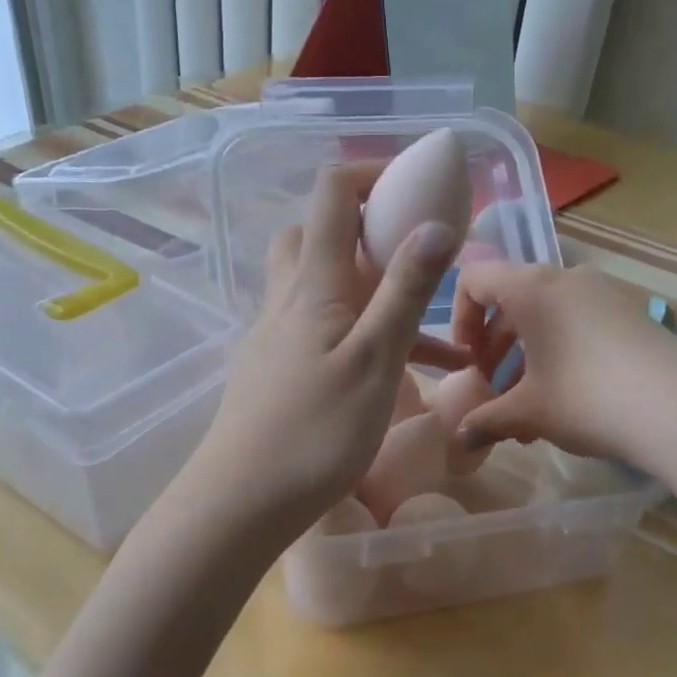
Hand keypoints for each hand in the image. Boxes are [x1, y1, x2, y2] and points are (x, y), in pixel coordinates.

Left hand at [187, 165, 465, 538]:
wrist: (241, 503)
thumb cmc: (314, 431)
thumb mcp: (375, 360)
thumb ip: (405, 292)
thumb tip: (436, 224)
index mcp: (313, 283)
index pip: (332, 195)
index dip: (373, 173)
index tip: (420, 185)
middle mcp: (288, 298)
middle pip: (314, 234)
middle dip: (363, 228)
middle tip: (409, 250)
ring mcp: (277, 336)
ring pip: (322, 287)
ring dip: (371, 289)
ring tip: (435, 324)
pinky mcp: (277, 371)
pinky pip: (323, 333)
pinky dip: (362, 335)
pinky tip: (401, 373)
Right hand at [450, 261, 676, 469]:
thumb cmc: (588, 399)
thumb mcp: (528, 413)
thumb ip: (486, 420)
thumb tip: (460, 438)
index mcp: (531, 288)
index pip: (474, 279)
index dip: (460, 319)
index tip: (469, 362)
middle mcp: (565, 278)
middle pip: (511, 298)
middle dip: (494, 344)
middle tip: (494, 388)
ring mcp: (603, 292)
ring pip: (546, 314)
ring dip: (526, 354)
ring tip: (528, 407)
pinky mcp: (630, 312)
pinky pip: (577, 321)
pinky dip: (558, 350)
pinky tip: (566, 399)